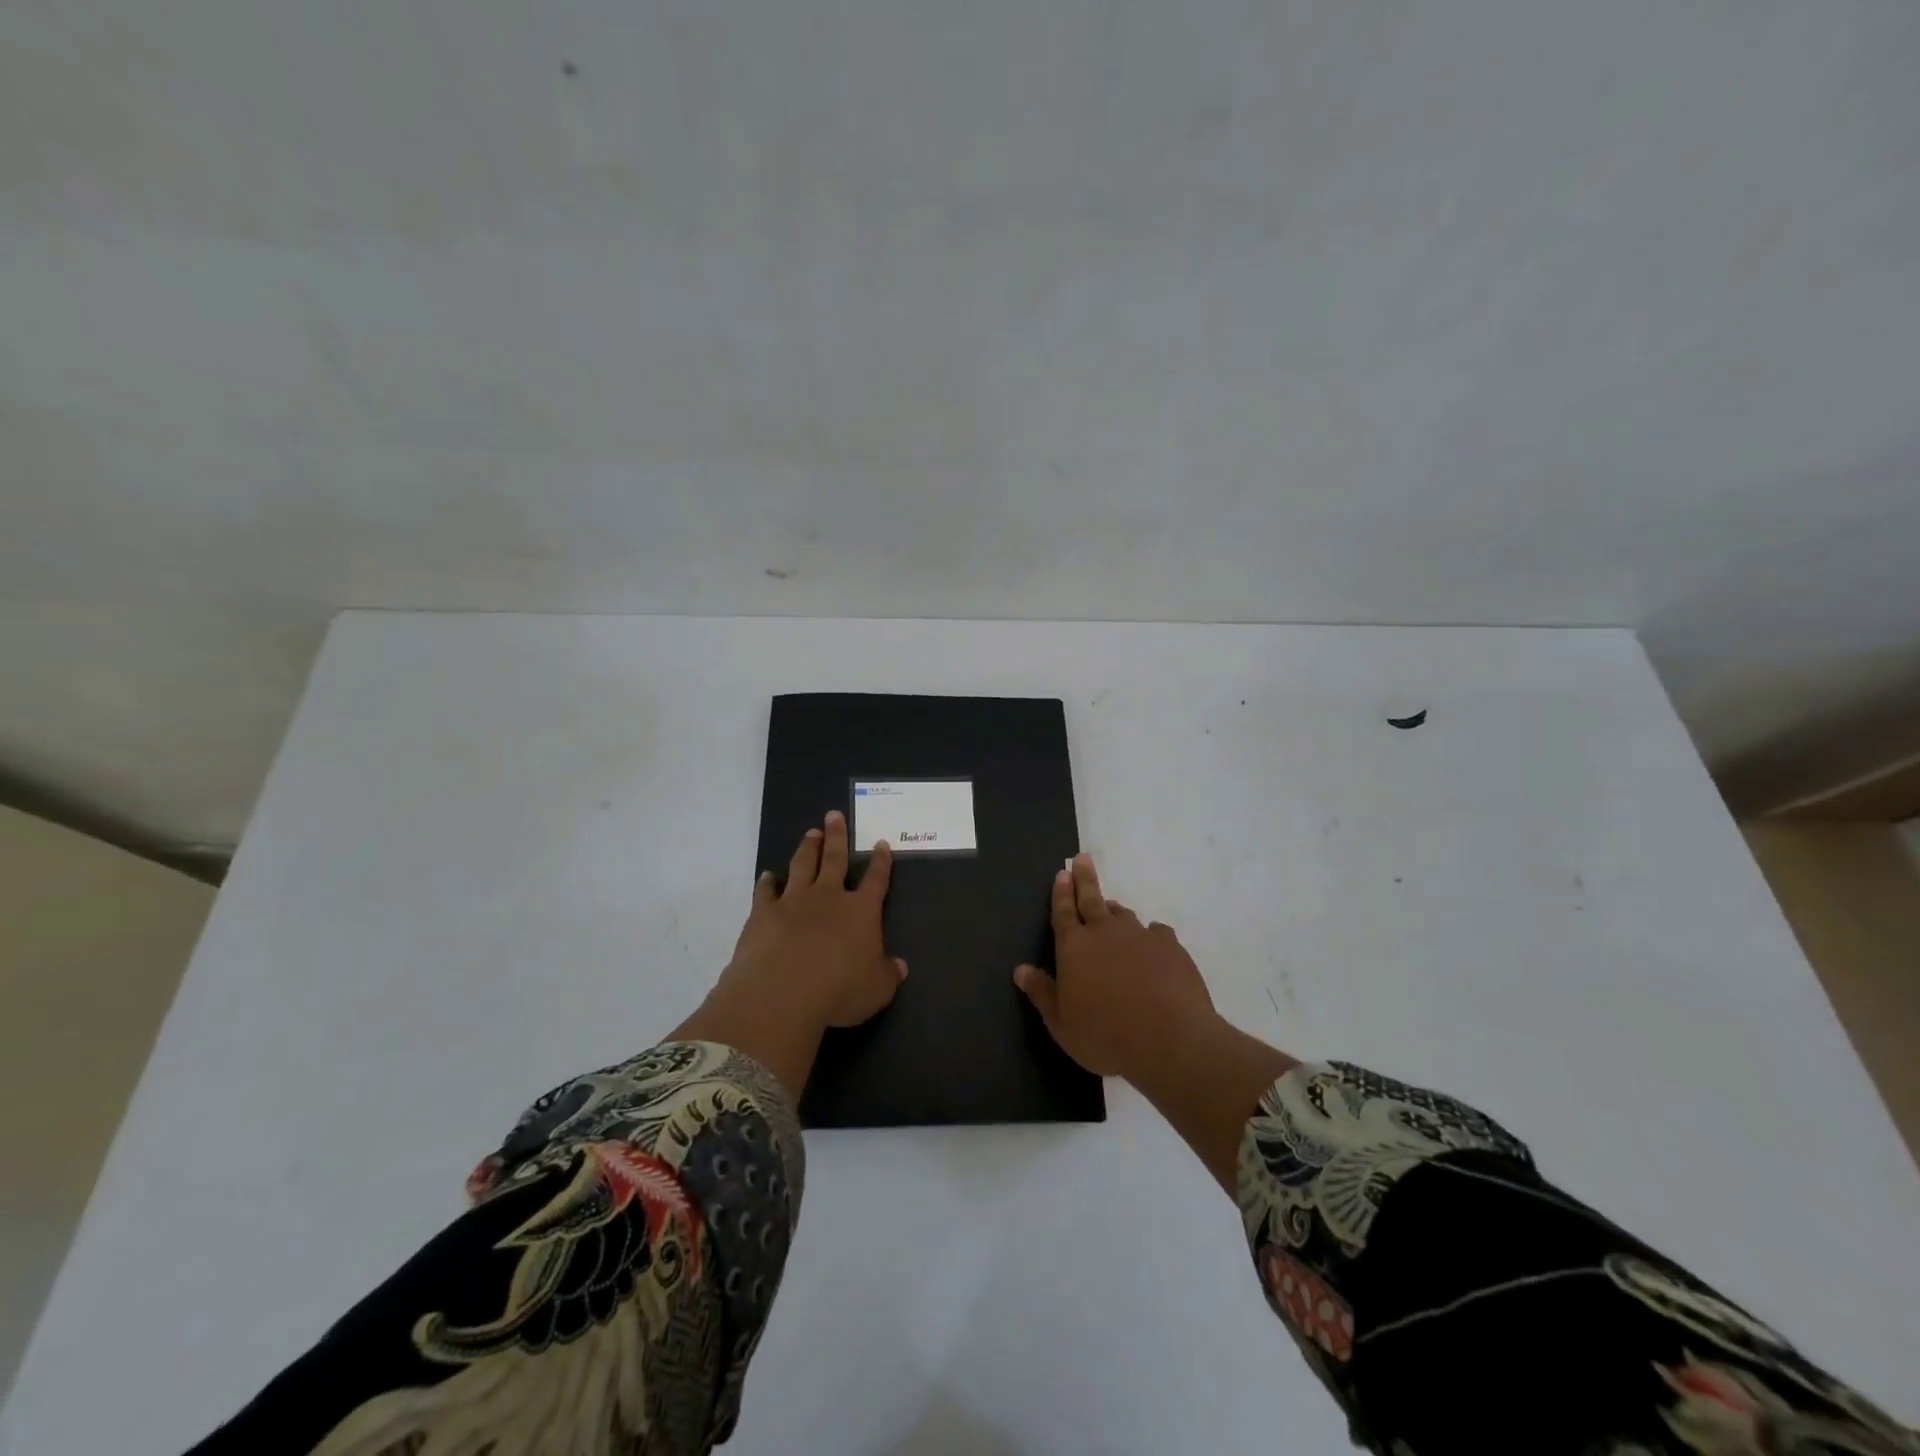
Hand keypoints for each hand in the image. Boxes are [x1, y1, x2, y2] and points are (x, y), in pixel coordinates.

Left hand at [721, 810, 907, 1029]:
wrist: (783, 992)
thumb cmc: (840, 990)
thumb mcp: (877, 989)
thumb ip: (888, 973)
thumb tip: (900, 966)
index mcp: (861, 911)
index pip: (876, 880)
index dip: (880, 862)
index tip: (881, 843)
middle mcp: (828, 897)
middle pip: (835, 859)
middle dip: (837, 836)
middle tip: (834, 815)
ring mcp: (793, 901)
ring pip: (802, 865)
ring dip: (808, 848)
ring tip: (811, 834)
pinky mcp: (763, 913)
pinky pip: (766, 891)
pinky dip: (767, 882)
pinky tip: (768, 876)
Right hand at [1014, 853, 1216, 1082]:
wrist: (1170, 1040)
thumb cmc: (1106, 1036)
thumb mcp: (1062, 1024)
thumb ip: (1041, 993)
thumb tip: (1020, 970)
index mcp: (1074, 947)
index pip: (1063, 912)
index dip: (1060, 893)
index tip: (1062, 873)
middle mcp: (1105, 932)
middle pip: (1091, 898)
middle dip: (1084, 878)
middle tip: (1082, 859)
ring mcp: (1140, 935)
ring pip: (1123, 914)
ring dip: (1114, 911)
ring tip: (1112, 910)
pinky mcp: (1170, 946)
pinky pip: (1156, 932)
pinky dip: (1150, 936)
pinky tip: (1153, 945)